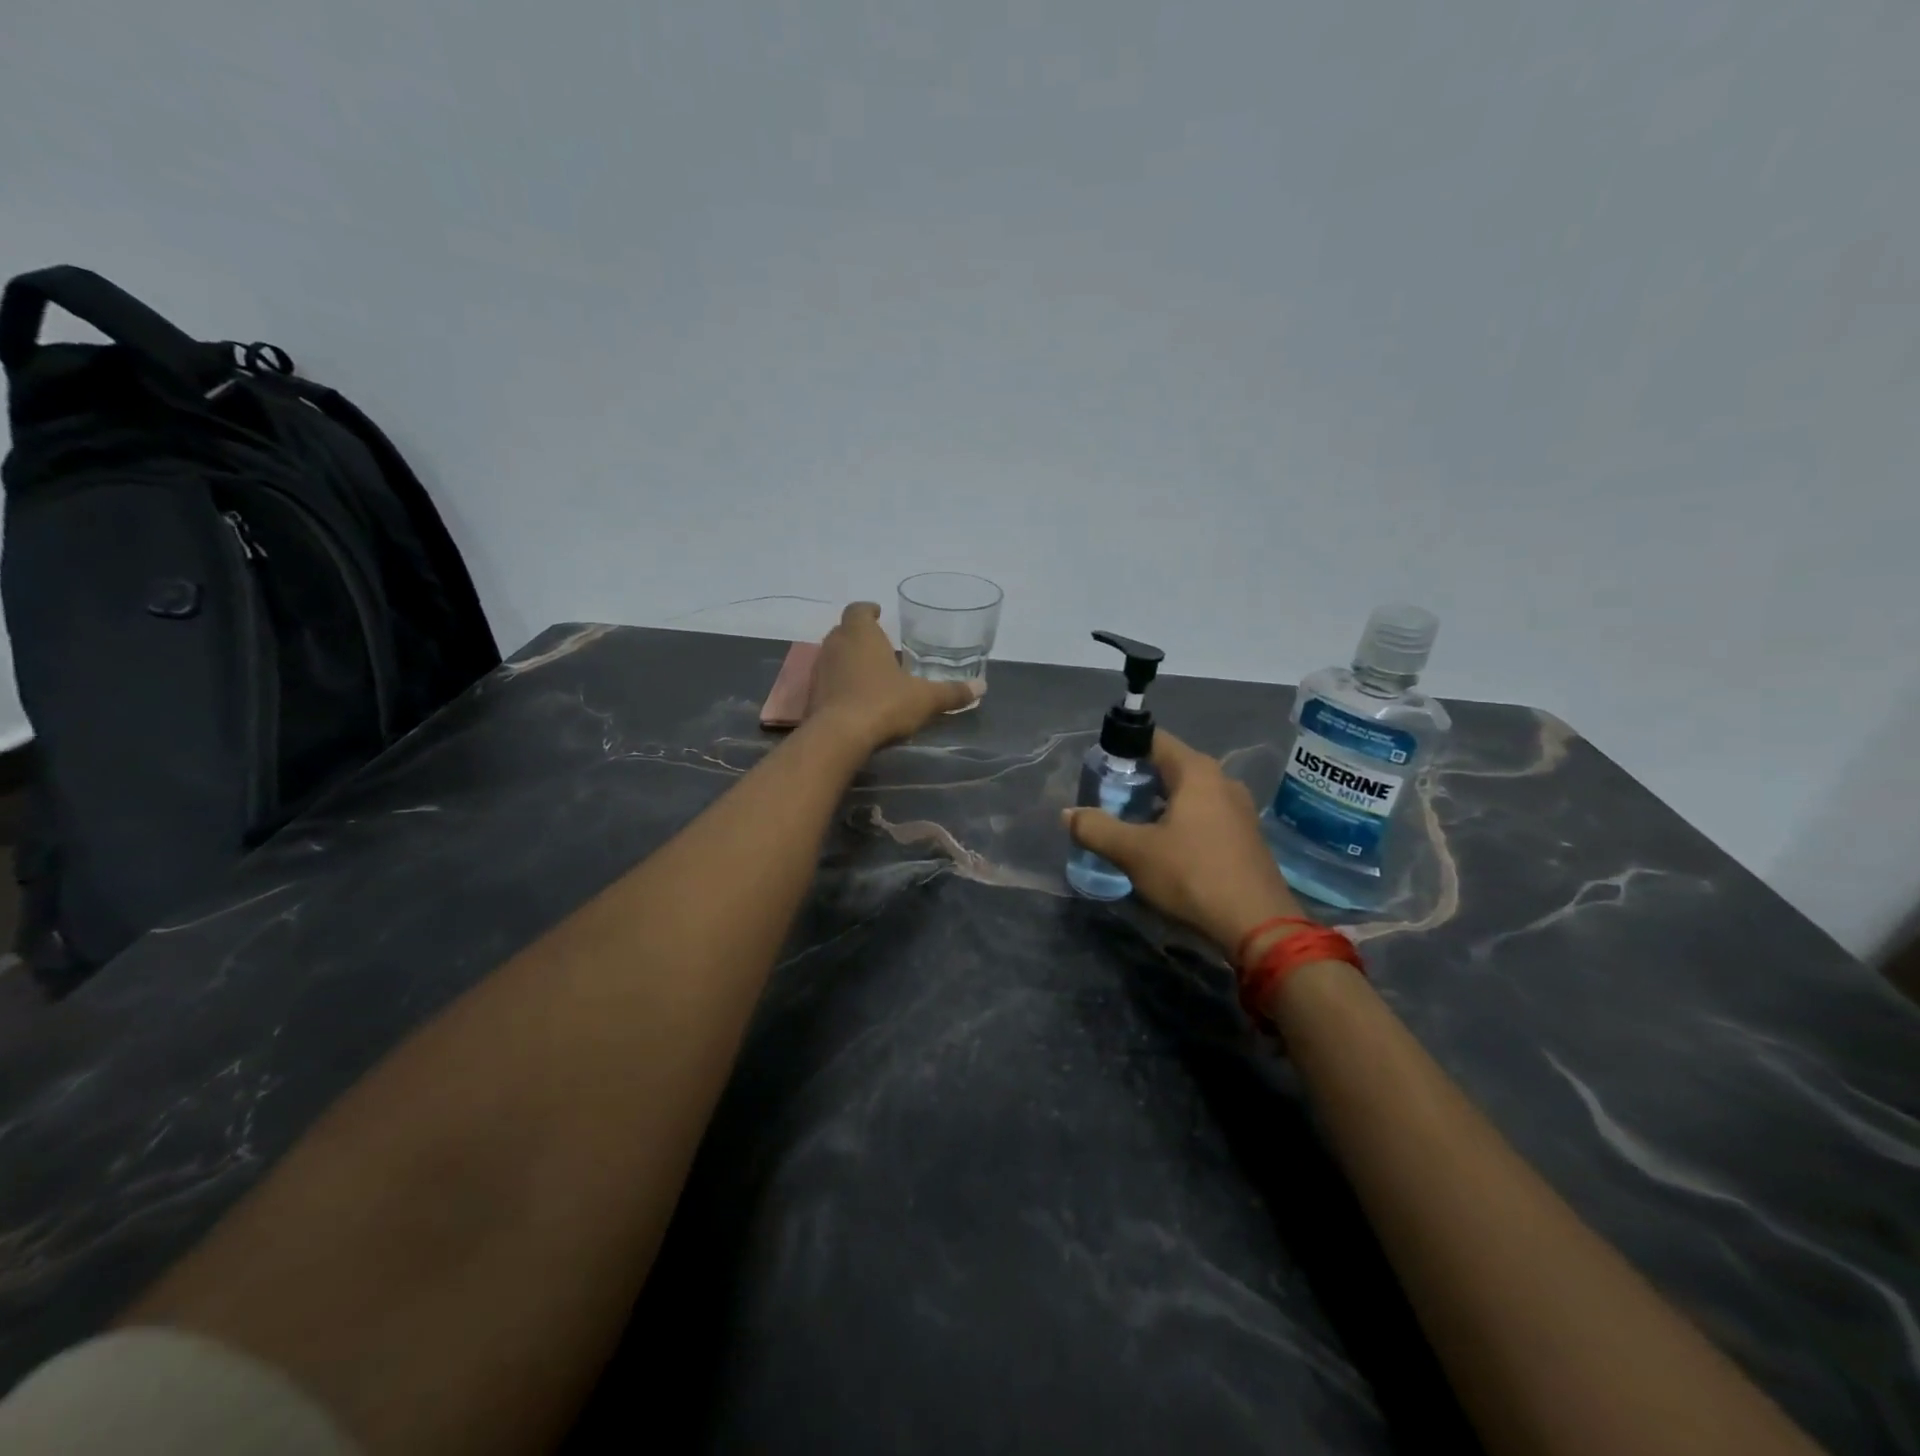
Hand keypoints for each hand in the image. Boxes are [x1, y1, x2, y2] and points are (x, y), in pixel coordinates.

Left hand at [808, 602, 981, 750]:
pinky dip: (838, 683)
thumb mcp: (925, 699)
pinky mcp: (811, 695)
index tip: (877, 613)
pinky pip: (826, 681)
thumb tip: (982, 687)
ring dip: (847, 660)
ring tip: (868, 672)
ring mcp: (819, 670)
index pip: (858, 609)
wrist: (838, 737)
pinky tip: (854, 698)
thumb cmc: (883, 704)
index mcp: (861, 634)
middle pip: (843, 631)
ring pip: (833, 655)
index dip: (868, 610)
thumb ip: (952, 692)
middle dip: (859, 635)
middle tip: (878, 645)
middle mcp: (835, 645)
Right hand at [1064, 730, 1307, 955]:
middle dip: (1138, 779)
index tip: (1099, 767)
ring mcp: (1238, 810)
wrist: (1257, 925)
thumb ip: (1096, 829)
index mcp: (1197, 772)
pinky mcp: (1244, 837)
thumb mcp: (1134, 852)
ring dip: (1158, 803)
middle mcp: (1222, 781)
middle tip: (1107, 797)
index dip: (1123, 748)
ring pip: (1188, 794)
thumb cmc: (1192, 875)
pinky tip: (1162, 846)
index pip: (1155, 740)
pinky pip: (1204, 815)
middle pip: (1170, 767)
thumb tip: (1068, 814)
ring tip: (1129, 823)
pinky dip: (1179, 821)